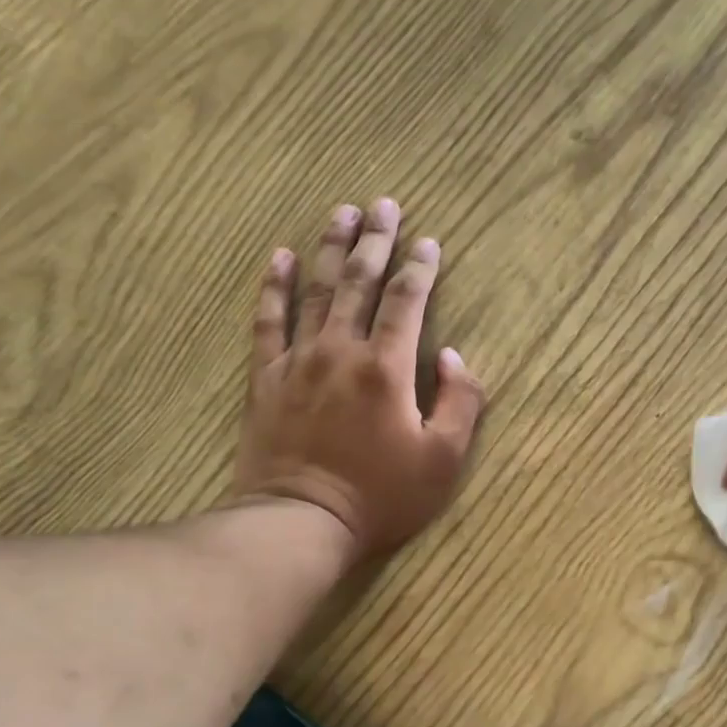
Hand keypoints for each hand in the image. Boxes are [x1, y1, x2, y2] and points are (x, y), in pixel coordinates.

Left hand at [233, 198, 483, 559]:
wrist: (301, 522)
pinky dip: (274, 287)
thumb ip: (460, 404)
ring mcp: (298, 361)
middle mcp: (341, 350)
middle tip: (384, 204)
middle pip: (359, 281)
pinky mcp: (266, 378)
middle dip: (375, 240)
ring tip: (340, 213)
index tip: (430, 242)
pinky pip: (268, 321)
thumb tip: (453, 357)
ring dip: (330, 248)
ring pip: (316, 290)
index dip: (421, 268)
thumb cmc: (380, 497)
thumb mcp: (442, 461)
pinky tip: (280, 258)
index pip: (407, 302)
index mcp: (386, 368)